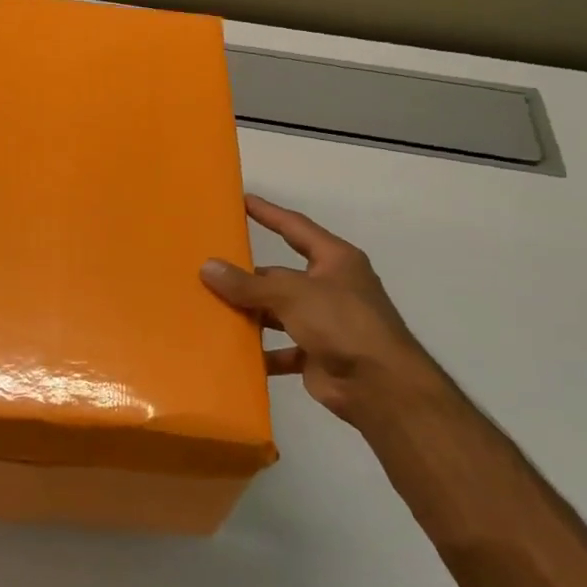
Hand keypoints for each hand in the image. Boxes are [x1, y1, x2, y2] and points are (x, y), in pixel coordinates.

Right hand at [201, 194, 438, 424]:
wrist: (380, 386)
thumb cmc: (342, 323)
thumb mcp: (292, 294)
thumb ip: (248, 283)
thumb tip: (207, 267)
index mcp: (334, 261)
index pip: (295, 228)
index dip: (269, 214)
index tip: (241, 200)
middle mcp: (330, 287)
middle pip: (280, 275)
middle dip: (248, 276)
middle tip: (208, 270)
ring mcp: (324, 322)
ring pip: (277, 312)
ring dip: (250, 314)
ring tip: (210, 310)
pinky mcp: (315, 354)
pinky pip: (279, 348)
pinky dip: (259, 351)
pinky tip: (231, 352)